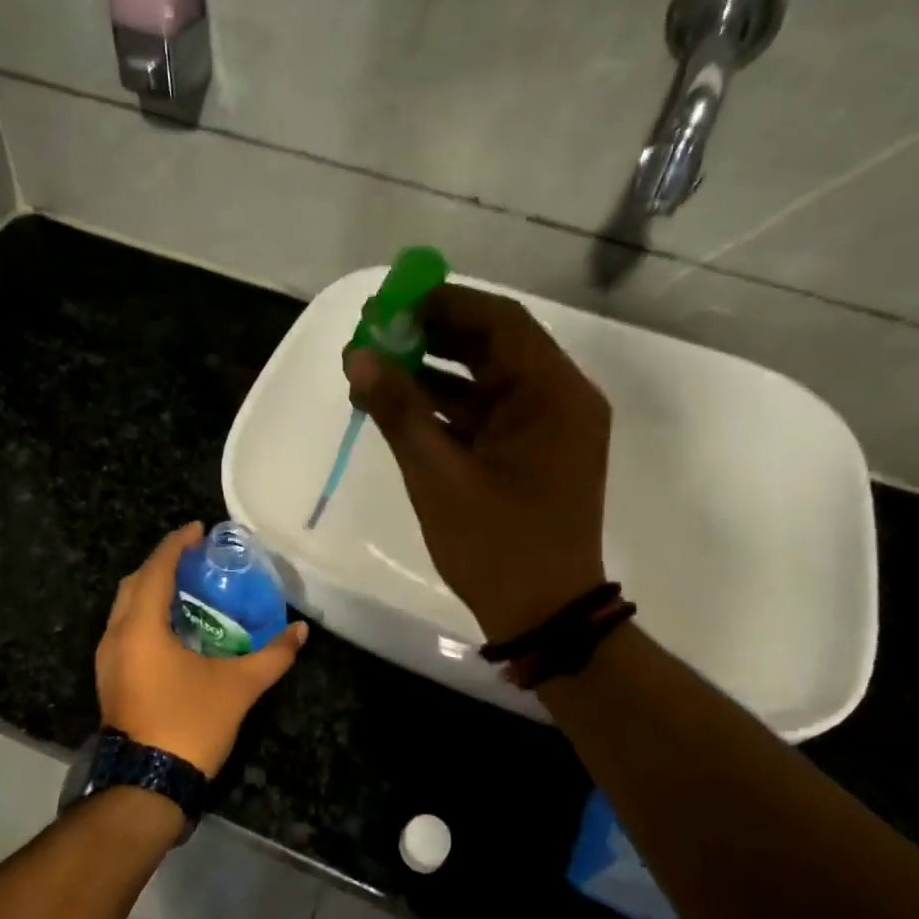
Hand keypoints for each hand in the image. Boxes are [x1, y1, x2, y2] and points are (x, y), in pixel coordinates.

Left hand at [95, 524, 307, 776]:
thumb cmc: (189, 724)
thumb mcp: (238, 686)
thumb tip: (301, 631)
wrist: (146, 786)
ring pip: (125, 608)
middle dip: (162, 564)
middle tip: (195, 558)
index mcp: (141, 627)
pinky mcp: (111, 679)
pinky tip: (174, 628)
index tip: (198, 529)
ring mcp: (108, 660)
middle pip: (134, 583)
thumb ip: (272, 655)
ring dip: (152, 590)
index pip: (156, 569)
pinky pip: (125, 629)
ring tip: (187, 587)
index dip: (176, 545)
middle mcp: (116, 636)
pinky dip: (146, 614)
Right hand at [346, 284, 610, 643]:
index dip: (441, 303)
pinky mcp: (535, 450)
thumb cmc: (496, 546)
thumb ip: (398, 409)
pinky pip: (489, 410)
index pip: (499, 321)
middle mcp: (561, 398)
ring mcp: (550, 426)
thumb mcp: (438, 476)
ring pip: (488, 377)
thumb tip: (358, 356)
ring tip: (375, 366)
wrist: (544, 615)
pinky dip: (448, 404)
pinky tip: (399, 404)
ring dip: (435, 369)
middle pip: (494, 344)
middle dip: (433, 333)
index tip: (388, 303)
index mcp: (553, 394)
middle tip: (376, 331)